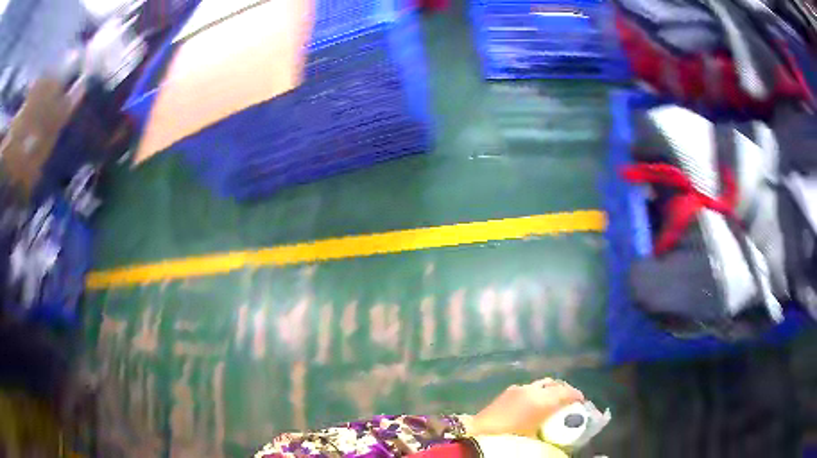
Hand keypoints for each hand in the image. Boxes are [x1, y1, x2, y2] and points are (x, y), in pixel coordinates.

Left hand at [465, 378, 584, 437]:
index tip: (582, 403)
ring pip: (541, 384)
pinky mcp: (507, 392)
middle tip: (569, 403)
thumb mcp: (536, 437)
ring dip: (549, 391)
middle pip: (555, 383)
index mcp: (542, 399)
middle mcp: (532, 389)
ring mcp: (518, 388)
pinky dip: (537, 393)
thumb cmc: (510, 437)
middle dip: (564, 391)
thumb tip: (561, 431)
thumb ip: (551, 430)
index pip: (567, 392)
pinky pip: (529, 388)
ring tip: (552, 404)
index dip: (577, 396)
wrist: (478, 433)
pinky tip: (534, 405)